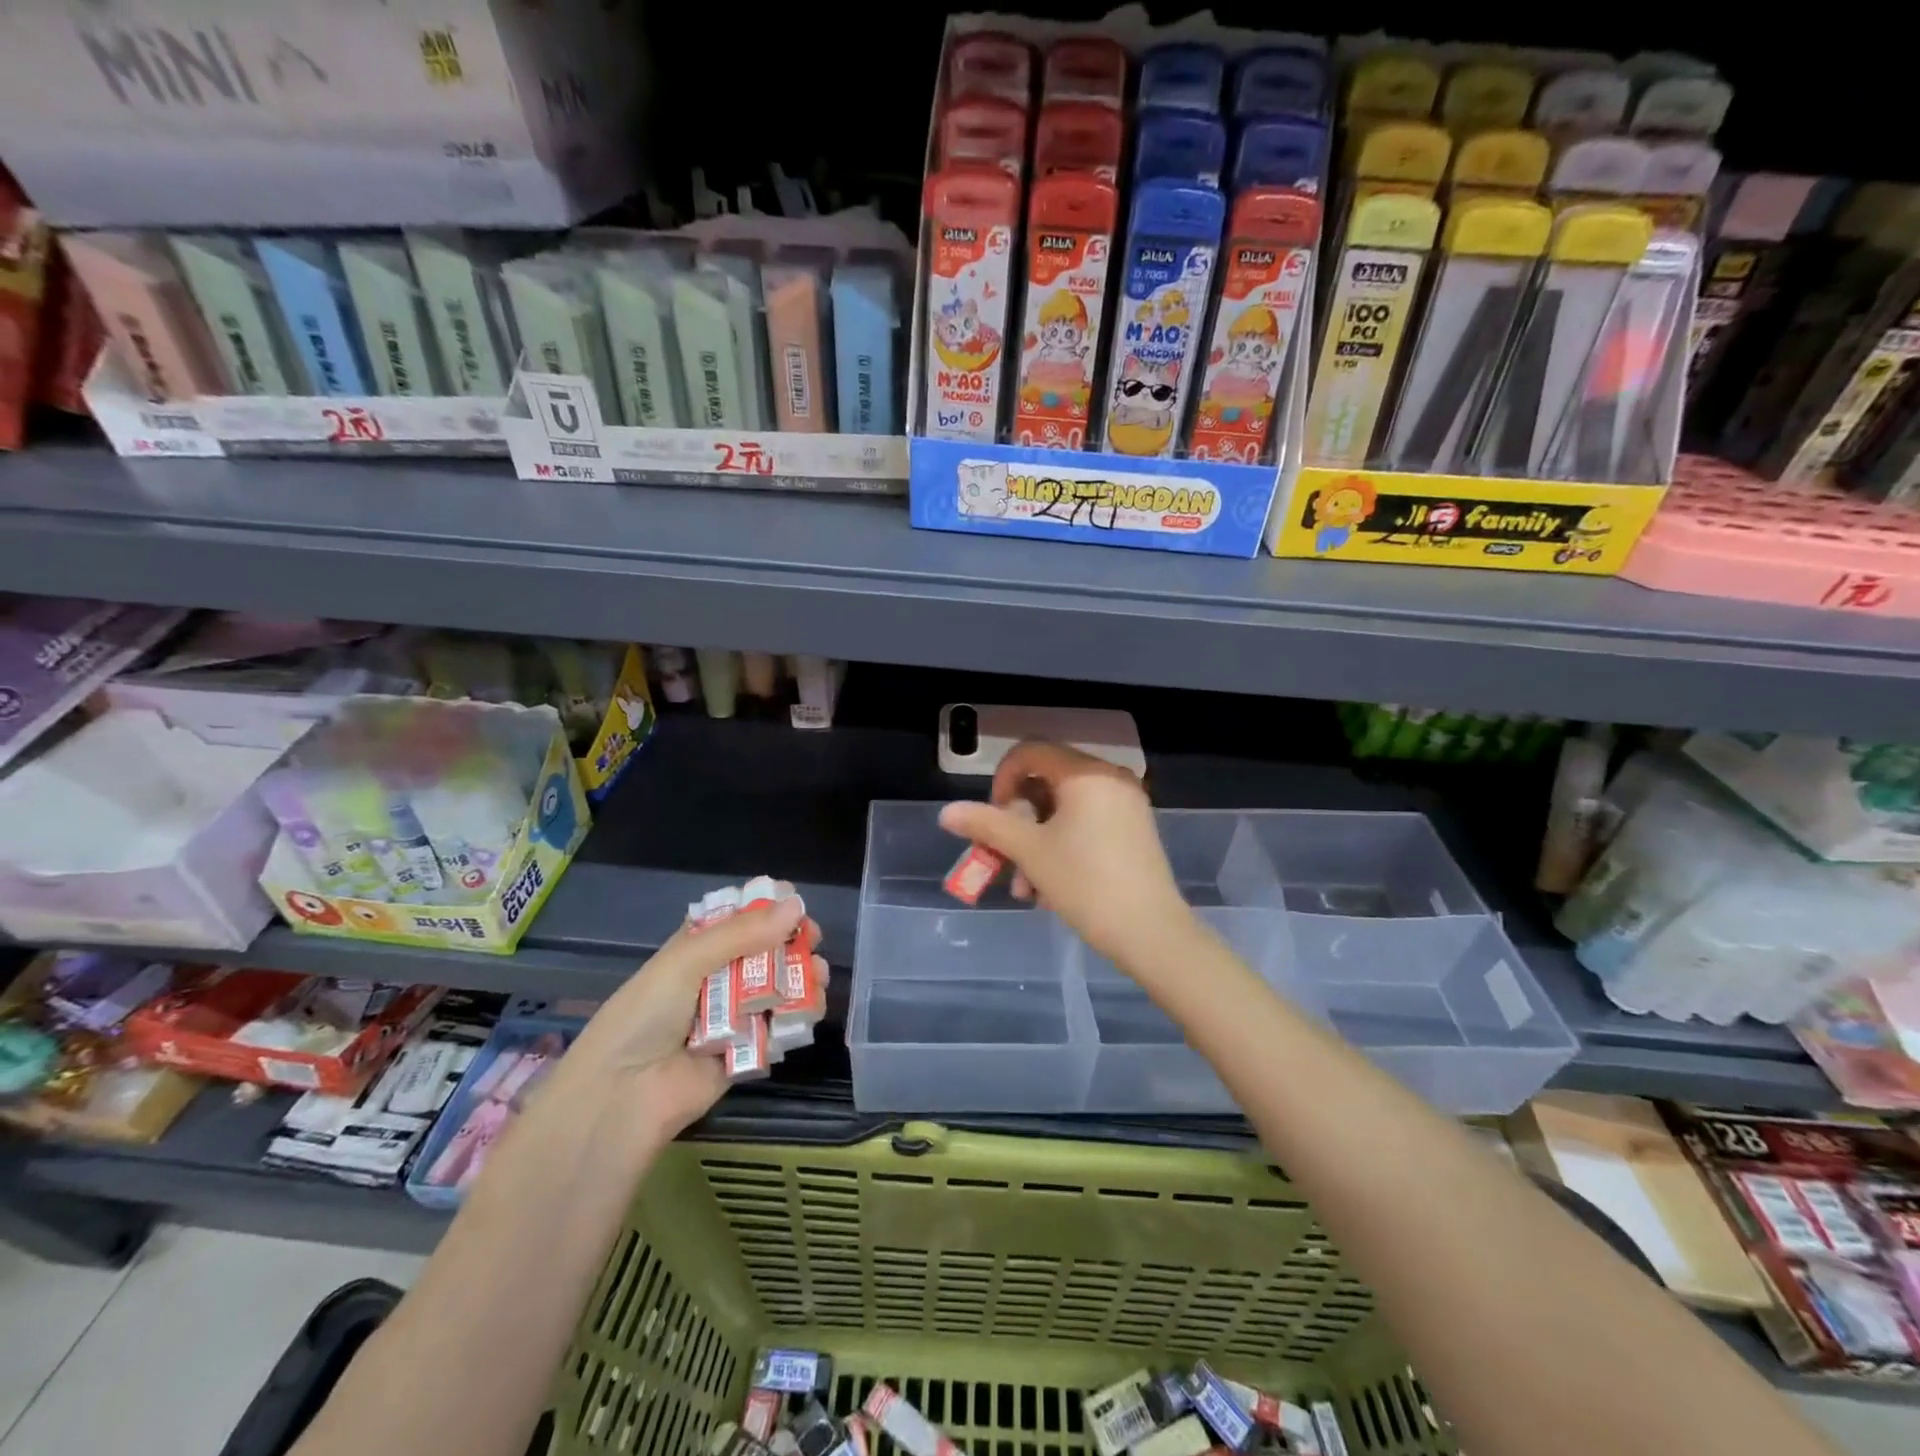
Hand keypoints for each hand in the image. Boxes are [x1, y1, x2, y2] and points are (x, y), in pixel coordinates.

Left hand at [563, 889, 820, 1141]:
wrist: (624, 1096)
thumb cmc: (646, 1015)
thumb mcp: (686, 961)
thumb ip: (742, 933)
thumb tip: (796, 905)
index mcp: (695, 950)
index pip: (737, 919)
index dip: (767, 908)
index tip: (795, 902)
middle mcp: (716, 979)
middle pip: (765, 952)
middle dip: (792, 942)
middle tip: (813, 940)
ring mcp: (734, 1016)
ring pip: (779, 988)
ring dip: (803, 977)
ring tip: (818, 976)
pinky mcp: (748, 1052)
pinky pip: (780, 1028)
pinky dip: (799, 1016)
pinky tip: (810, 1009)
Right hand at [939, 741, 1193, 969]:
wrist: (1151, 933)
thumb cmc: (1086, 883)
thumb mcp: (1029, 852)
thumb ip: (986, 825)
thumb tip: (946, 812)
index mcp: (1086, 773)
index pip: (1030, 752)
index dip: (1002, 780)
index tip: (993, 818)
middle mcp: (1110, 779)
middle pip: (1046, 782)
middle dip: (1017, 822)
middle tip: (1003, 857)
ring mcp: (1126, 805)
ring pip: (1064, 810)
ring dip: (1035, 843)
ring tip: (1026, 889)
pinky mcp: (1134, 830)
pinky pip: (1086, 824)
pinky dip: (1061, 846)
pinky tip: (1050, 889)